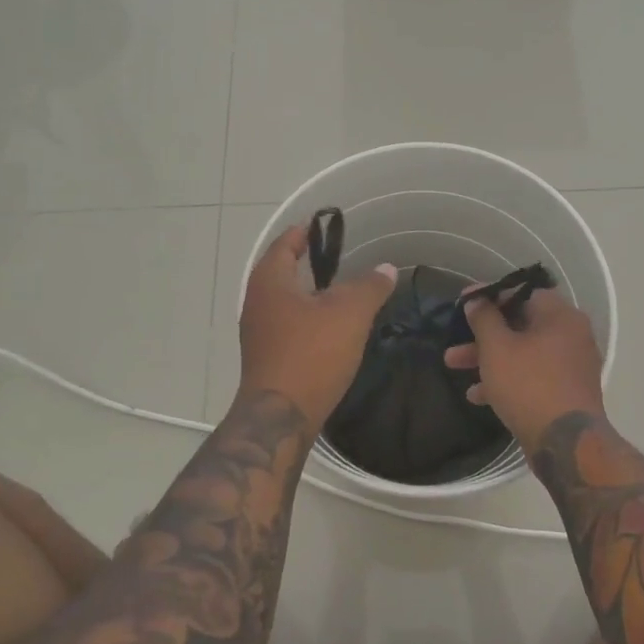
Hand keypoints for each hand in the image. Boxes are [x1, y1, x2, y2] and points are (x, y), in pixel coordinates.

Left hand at [238, 226, 396, 429]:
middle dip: (307, 263)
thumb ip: (370, 286)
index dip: (306, 232)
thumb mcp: (350, 314)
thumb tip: (386, 268)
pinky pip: (287, 325)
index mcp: (270, 280)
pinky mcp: (265, 356)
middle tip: (339, 258)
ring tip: (340, 292)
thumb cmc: (312, 354)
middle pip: (282, 271)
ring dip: (308, 294)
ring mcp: (258, 331)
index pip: (286, 243)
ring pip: (285, 301)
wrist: (280, 417)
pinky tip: (329, 329)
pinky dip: (306, 318)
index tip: (326, 225)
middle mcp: (257, 301)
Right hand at [444, 289, 604, 450]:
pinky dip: (507, 379)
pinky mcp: (566, 392)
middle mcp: (571, 335)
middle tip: (454, 341)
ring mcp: (571, 366)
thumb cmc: (529, 384)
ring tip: (454, 367)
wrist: (566, 444)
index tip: (464, 303)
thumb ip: (484, 319)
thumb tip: (476, 300)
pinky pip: (532, 376)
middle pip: (520, 325)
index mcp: (560, 316)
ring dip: (489, 359)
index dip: (489, 296)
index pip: (522, 293)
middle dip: (482, 335)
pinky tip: (478, 395)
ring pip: (523, 353)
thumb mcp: (497, 348)